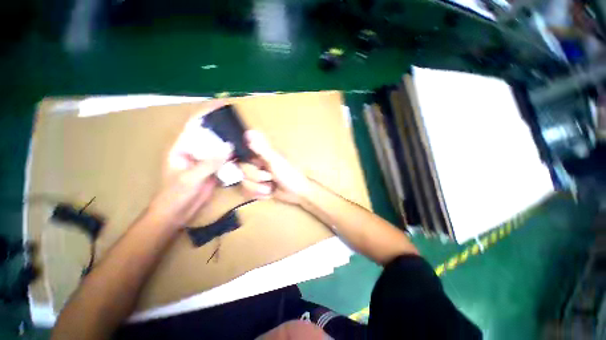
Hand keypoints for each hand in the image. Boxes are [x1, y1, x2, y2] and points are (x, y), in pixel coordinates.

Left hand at [147, 107, 232, 228]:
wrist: (178, 213)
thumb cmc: (175, 194)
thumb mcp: (191, 177)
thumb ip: (210, 162)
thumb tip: (230, 146)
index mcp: (182, 147)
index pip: (195, 124)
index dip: (207, 112)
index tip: (222, 104)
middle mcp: (195, 150)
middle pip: (210, 133)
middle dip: (223, 126)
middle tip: (239, 122)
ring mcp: (205, 160)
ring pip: (219, 147)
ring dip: (230, 141)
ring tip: (244, 136)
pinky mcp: (213, 169)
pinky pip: (225, 159)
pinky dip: (233, 156)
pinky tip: (243, 153)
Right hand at [239, 130, 309, 204]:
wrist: (298, 193)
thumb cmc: (290, 174)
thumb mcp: (276, 161)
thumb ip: (262, 149)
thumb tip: (249, 132)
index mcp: (260, 156)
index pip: (241, 156)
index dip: (243, 163)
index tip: (251, 168)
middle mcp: (256, 165)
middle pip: (241, 172)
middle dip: (256, 178)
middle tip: (270, 178)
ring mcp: (256, 178)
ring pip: (244, 184)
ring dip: (258, 189)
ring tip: (270, 188)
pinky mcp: (257, 189)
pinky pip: (248, 193)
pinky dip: (260, 195)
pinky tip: (269, 193)